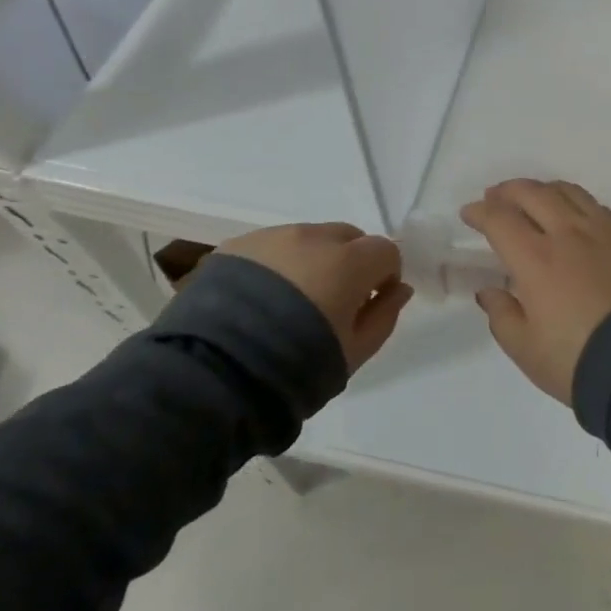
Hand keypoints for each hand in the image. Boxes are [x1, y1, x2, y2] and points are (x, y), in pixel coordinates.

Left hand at [215, 223, 412, 373]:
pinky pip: (272, 247)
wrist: (211, 374)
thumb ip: (384, 315)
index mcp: (349, 261)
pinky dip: (276, 265)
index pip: (386, 250)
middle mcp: (314, 236)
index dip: (384, 276)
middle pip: (348, 237)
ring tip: (288, 303)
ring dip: (312, 261)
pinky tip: (258, 300)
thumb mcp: (354, 353)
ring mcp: (272, 237)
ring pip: (308, 239)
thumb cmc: (295, 367)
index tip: (369, 304)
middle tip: (331, 302)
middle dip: (350, 262)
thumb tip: (399, 289)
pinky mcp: (237, 245)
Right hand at [462, 180, 610, 403]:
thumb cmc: (578, 360)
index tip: (469, 214)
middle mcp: (568, 232)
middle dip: (508, 190)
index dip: (480, 212)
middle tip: (495, 197)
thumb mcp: (526, 349)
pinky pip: (598, 206)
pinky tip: (575, 216)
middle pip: (533, 193)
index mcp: (536, 258)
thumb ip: (502, 315)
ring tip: (534, 198)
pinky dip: (577, 203)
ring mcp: (603, 230)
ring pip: (568, 191)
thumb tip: (490, 291)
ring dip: (543, 189)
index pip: (500, 219)